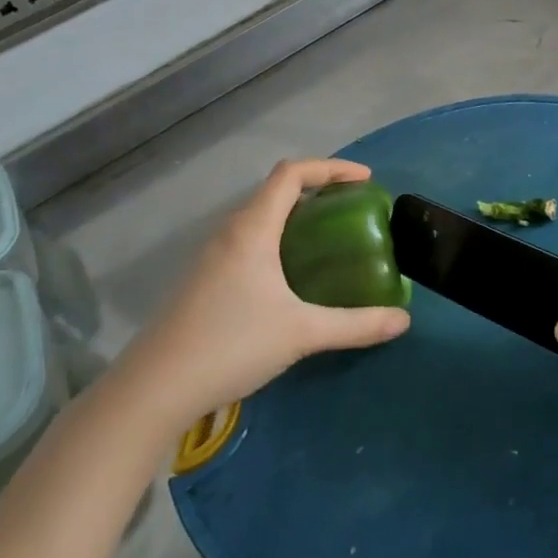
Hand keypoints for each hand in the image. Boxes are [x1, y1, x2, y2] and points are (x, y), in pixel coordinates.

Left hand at [116, 159, 410, 427]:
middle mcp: (230, 233)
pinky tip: (294, 278)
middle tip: (354, 211)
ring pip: (261, 218)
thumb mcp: (301, 334)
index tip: (365, 181)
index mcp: (252, 229)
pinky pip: (250, 242)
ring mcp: (212, 257)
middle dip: (319, 192)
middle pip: (277, 191)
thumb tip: (403, 320)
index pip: (292, 174)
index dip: (331, 168)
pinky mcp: (205, 280)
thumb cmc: (229, 345)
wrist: (153, 389)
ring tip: (332, 240)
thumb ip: (356, 325)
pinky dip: (280, 241)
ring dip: (298, 217)